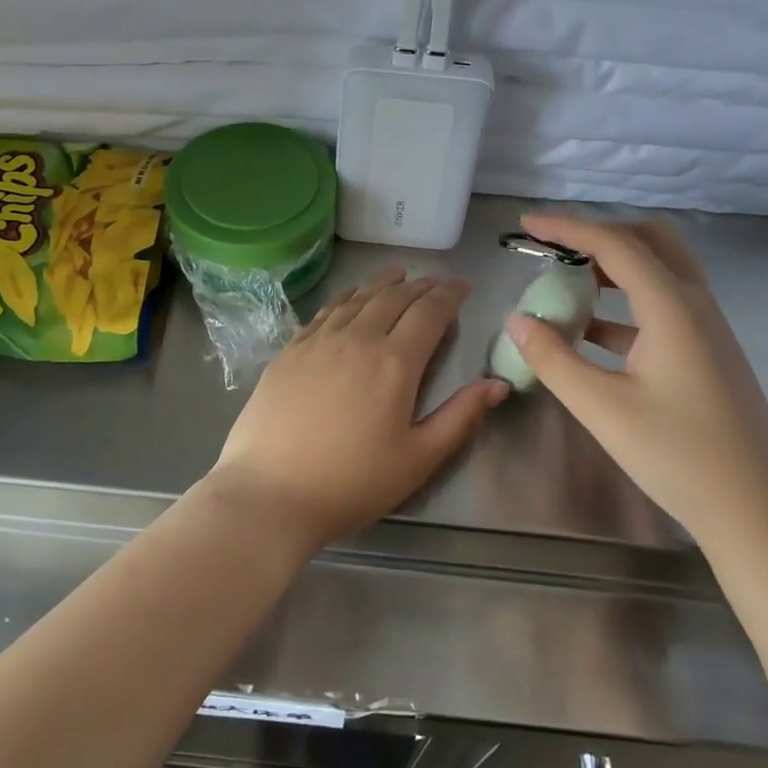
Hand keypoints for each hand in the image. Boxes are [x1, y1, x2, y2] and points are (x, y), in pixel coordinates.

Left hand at [207, 270, 508, 550]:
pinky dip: (346, 296)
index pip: (429, 313)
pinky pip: (325, 311)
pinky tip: (350, 296)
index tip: (463, 285)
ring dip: (383, 283)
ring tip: (399, 274)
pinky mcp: (289, 351)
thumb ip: (460, 417)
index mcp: (395, 362)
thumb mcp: (418, 459)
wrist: (270, 492)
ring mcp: (318, 341)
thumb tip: (497, 384)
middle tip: (436, 281)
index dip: (449, 295)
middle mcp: (357, 339)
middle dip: (420, 285)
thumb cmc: (352, 483)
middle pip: (393, 298)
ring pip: (357, 298)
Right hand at [503, 213, 767, 545]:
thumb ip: (553, 359)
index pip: (614, 245)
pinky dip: (625, 302)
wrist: (756, 512)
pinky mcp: (707, 353)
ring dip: (613, 267)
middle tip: (556, 250)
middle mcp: (695, 305)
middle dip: (599, 235)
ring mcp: (707, 329)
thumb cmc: (678, 456)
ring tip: (567, 285)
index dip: (566, 228)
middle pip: (649, 241)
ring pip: (659, 271)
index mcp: (672, 308)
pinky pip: (662, 305)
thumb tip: (517, 319)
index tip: (526, 225)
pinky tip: (591, 330)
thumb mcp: (602, 408)